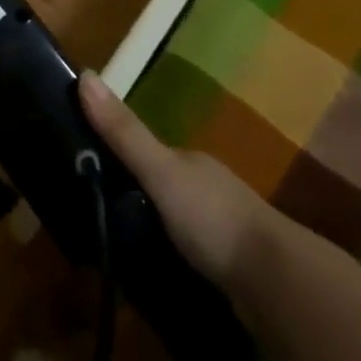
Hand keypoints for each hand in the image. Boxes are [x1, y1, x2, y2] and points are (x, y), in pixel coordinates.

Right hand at [79, 70, 280, 288]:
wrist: (278, 286)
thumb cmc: (214, 217)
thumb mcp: (160, 171)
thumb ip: (124, 132)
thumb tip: (83, 73)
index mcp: (191, 162)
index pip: (146, 153)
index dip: (116, 158)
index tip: (82, 173)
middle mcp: (206, 190)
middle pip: (160, 188)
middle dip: (131, 201)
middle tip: (92, 220)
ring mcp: (221, 233)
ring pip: (173, 226)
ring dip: (149, 236)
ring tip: (112, 255)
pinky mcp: (228, 273)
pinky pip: (187, 261)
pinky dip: (168, 265)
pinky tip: (149, 279)